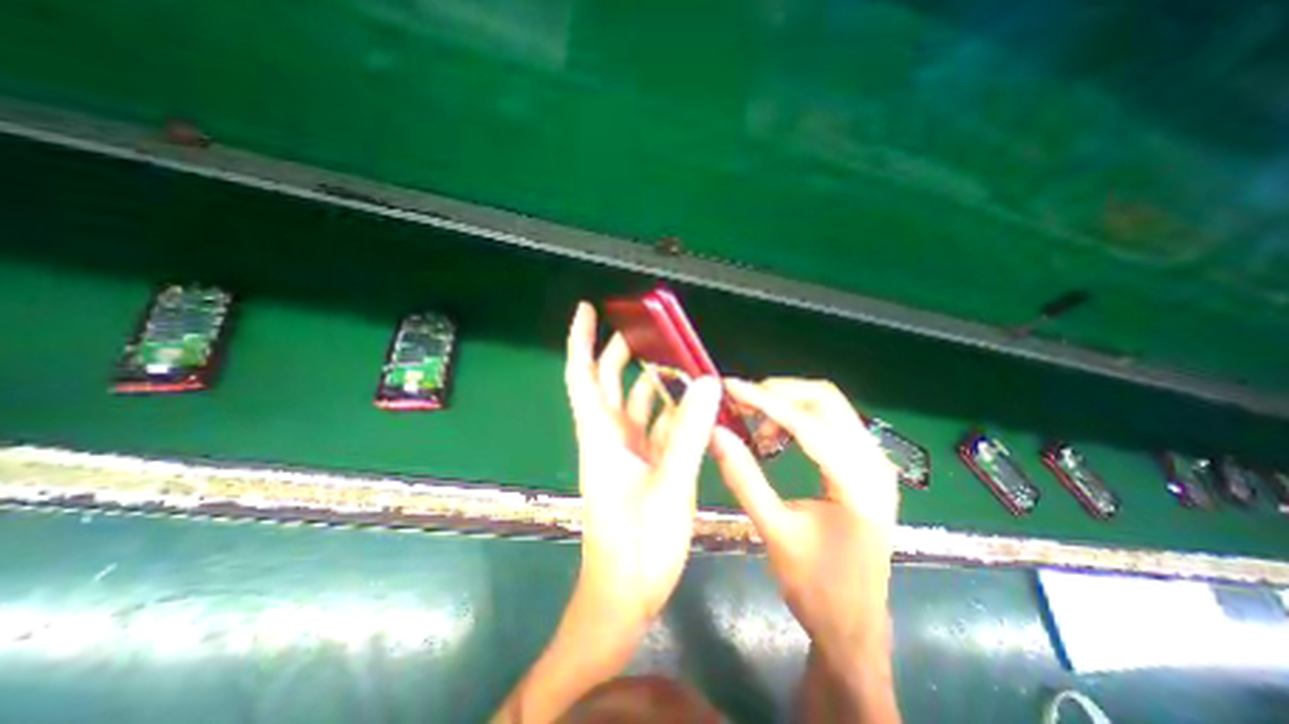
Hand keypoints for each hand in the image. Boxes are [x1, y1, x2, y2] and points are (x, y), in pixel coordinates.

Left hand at [565, 299, 722, 627]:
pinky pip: (653, 428)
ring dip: (649, 381)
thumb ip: (689, 433)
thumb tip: (706, 382)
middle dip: (619, 352)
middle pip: (607, 383)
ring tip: (675, 359)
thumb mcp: (669, 485)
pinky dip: (668, 412)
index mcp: (601, 436)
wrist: (625, 595)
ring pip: (633, 404)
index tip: (588, 310)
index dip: (581, 340)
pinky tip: (689, 403)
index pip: (582, 376)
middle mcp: (609, 438)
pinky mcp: (641, 467)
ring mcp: (625, 453)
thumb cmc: (637, 545)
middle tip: (644, 328)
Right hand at [714, 377, 898, 657]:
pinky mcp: (866, 465)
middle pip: (825, 399)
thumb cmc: (814, 586)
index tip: (730, 387)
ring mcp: (875, 462)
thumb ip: (743, 477)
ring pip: (829, 406)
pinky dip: (799, 417)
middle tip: (741, 403)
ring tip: (755, 423)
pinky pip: (831, 422)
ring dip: (788, 404)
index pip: (807, 423)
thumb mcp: (773, 531)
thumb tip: (715, 432)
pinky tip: (775, 436)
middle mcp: (874, 463)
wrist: (855, 625)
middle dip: (778, 393)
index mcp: (857, 484)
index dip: (764, 400)